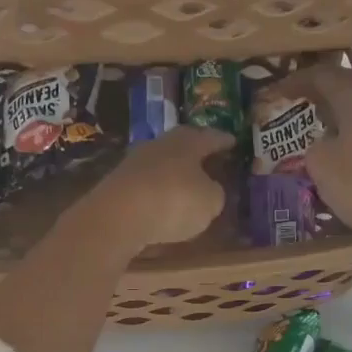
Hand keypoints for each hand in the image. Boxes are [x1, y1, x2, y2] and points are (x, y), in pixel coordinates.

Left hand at [83, 124, 233, 250]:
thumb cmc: (174, 201)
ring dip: (174, 173)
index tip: (233, 141)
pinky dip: (156, 192)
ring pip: (162, 164)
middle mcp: (160, 144)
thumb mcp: (210, 202)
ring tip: (186, 186)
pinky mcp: (118, 184)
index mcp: (188, 141)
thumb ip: (215, 193)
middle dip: (196, 154)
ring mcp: (135, 162)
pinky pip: (146, 185)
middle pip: (183, 145)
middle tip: (209, 161)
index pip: (211, 137)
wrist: (118, 215)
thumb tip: (210, 190)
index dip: (224, 140)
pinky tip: (161, 203)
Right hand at [273, 63, 351, 258]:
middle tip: (303, 105)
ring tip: (326, 130)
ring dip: (346, 114)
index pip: (323, 75)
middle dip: (324, 93)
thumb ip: (315, 145)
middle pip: (351, 85)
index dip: (297, 80)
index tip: (278, 92)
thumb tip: (325, 142)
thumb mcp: (321, 166)